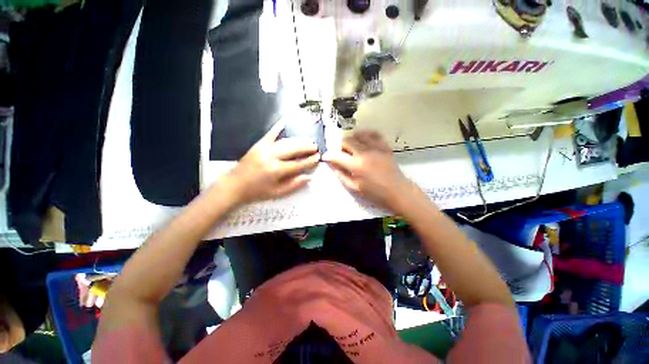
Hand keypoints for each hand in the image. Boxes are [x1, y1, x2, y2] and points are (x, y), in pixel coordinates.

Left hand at [225, 120, 320, 204]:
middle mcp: (271, 157)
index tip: (318, 157)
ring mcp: (264, 148)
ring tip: (308, 139)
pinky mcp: (258, 145)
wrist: (234, 185)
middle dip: (306, 147)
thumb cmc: (257, 191)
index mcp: (276, 170)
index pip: (298, 164)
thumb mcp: (277, 193)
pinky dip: (277, 127)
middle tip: (316, 146)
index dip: (309, 160)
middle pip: (293, 149)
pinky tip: (284, 121)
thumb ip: (294, 185)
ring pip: (285, 141)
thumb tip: (308, 177)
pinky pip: (270, 134)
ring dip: (298, 139)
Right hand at [323, 130, 411, 212]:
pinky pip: (374, 134)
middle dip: (340, 146)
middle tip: (341, 153)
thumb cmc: (375, 193)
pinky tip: (364, 140)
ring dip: (352, 139)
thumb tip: (333, 166)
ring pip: (359, 135)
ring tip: (352, 147)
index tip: (326, 157)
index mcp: (356, 166)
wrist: (397, 191)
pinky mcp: (384, 147)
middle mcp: (365, 153)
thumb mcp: (355, 188)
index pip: (337, 156)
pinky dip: (366, 135)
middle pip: (347, 141)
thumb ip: (342, 175)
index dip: (329, 155)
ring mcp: (376, 148)